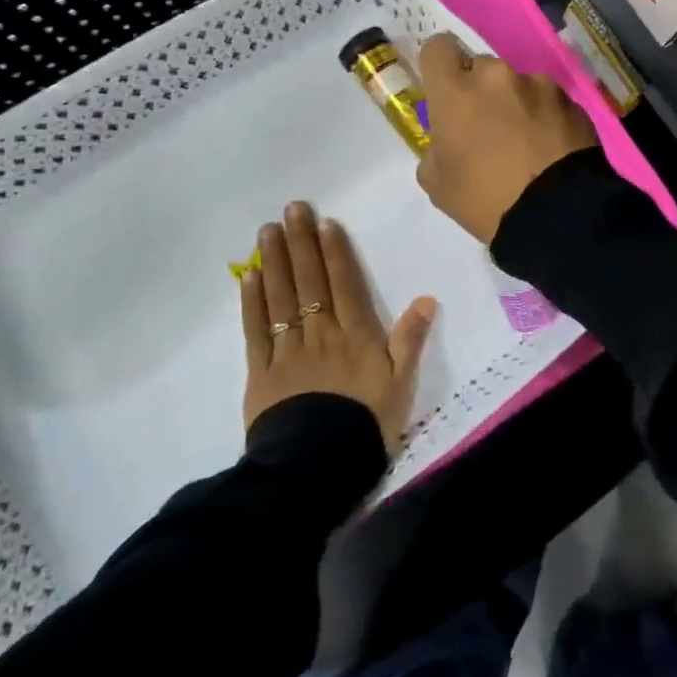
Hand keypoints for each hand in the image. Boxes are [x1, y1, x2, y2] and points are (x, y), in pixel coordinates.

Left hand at [240, 201, 435, 451]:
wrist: (318, 467)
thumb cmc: (366, 425)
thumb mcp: (401, 385)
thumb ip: (411, 339)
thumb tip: (427, 298)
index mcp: (355, 335)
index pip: (344, 283)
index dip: (334, 251)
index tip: (324, 222)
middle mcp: (320, 333)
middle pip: (309, 280)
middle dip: (301, 242)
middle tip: (291, 209)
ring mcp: (288, 350)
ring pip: (280, 297)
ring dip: (274, 261)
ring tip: (268, 230)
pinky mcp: (261, 372)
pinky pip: (256, 330)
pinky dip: (252, 301)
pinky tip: (249, 276)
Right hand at [415, 34, 600, 244]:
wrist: (558, 215)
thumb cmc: (485, 201)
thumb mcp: (437, 184)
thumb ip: (435, 148)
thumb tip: (447, 140)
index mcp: (456, 92)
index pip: (437, 48)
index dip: (439, 65)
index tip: (445, 89)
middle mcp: (497, 76)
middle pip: (480, 67)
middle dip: (480, 90)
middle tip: (487, 127)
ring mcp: (539, 85)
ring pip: (517, 84)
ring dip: (516, 102)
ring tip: (526, 142)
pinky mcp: (571, 100)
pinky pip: (548, 100)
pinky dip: (545, 116)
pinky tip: (550, 148)